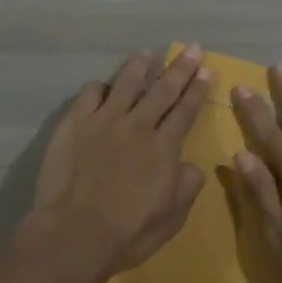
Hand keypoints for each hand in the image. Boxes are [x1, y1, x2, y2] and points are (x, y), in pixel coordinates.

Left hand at [26, 46, 211, 282]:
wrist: (75, 234)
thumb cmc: (128, 233)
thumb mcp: (173, 217)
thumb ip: (187, 186)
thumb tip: (190, 165)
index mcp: (164, 148)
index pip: (186, 110)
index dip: (197, 89)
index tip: (206, 70)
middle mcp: (139, 125)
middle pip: (163, 89)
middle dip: (180, 68)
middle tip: (192, 49)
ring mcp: (105, 120)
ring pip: (127, 82)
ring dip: (140, 66)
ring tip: (147, 54)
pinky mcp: (75, 123)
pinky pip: (90, 92)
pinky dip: (100, 87)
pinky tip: (102, 88)